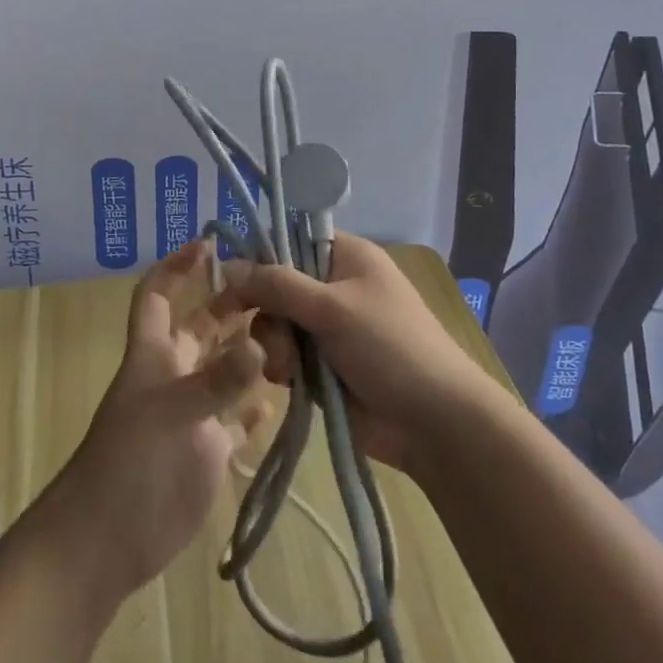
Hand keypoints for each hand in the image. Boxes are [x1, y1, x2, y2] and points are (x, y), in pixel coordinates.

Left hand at [51, 239, 267, 599]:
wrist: (106, 541)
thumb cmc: (132, 464)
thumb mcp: (173, 414)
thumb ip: (217, 381)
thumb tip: (258, 344)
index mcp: (156, 353)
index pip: (158, 295)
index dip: (176, 267)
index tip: (209, 244)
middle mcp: (176, 374)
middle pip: (204, 326)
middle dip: (233, 304)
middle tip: (278, 288)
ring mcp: (193, 412)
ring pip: (226, 368)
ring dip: (252, 352)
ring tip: (293, 335)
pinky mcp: (208, 450)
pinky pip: (236, 418)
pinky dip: (254, 407)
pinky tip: (281, 398)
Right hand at [213, 232, 497, 477]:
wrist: (433, 422)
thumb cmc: (389, 347)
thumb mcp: (332, 307)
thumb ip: (278, 285)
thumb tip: (228, 266)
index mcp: (346, 256)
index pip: (291, 239)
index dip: (261, 256)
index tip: (234, 280)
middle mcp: (334, 286)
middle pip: (277, 285)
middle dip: (267, 310)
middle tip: (266, 330)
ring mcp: (328, 329)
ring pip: (276, 324)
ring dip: (274, 344)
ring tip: (289, 367)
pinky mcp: (323, 367)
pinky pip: (286, 356)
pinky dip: (283, 367)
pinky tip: (290, 382)